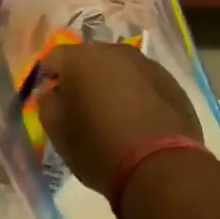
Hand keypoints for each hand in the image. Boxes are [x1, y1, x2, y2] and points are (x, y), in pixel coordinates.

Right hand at [36, 42, 201, 194]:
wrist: (161, 167)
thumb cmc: (100, 149)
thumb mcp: (58, 133)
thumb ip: (48, 104)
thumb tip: (53, 92)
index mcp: (82, 59)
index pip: (53, 58)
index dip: (48, 79)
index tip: (52, 103)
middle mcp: (116, 51)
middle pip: (89, 58)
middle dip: (82, 78)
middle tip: (81, 108)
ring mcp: (148, 64)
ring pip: (119, 68)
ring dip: (112, 84)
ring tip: (113, 115)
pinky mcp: (171, 81)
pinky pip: (144, 82)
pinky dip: (137, 94)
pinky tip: (139, 121)